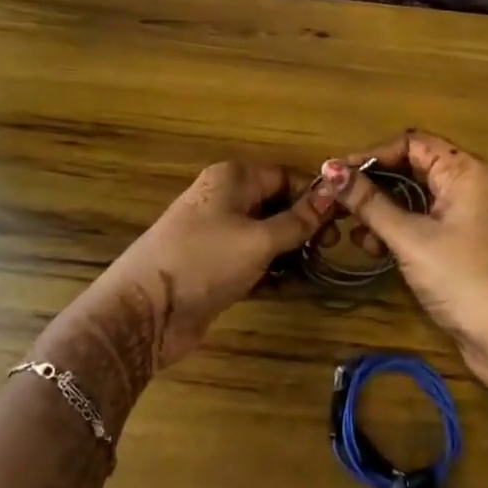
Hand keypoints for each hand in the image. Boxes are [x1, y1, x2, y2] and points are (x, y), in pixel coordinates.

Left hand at [92, 161, 332, 368]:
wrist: (146, 311)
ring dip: (291, 253)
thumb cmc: (204, 260)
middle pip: (276, 206)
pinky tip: (295, 288)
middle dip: (304, 226)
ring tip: (318, 270)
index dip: (313, 195)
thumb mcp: (258, 239)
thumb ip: (297, 221)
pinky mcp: (216, 269)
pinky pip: (254, 264)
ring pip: (267, 237)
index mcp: (232, 179)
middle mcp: (225, 201)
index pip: (283, 176)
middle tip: (331, 249)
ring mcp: (219, 236)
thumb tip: (332, 195)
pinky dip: (273, 273)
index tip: (341, 219)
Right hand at [321, 133, 487, 405]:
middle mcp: (470, 184)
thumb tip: (329, 170)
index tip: (336, 174)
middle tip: (337, 202)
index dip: (370, 156)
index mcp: (464, 170)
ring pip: (415, 198)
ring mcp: (469, 214)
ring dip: (382, 211)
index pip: (410, 144)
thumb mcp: (410, 238)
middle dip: (373, 186)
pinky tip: (374, 248)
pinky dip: (398, 230)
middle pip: (411, 169)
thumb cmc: (462, 277)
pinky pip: (424, 221)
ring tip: (354, 233)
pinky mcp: (465, 243)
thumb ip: (369, 202)